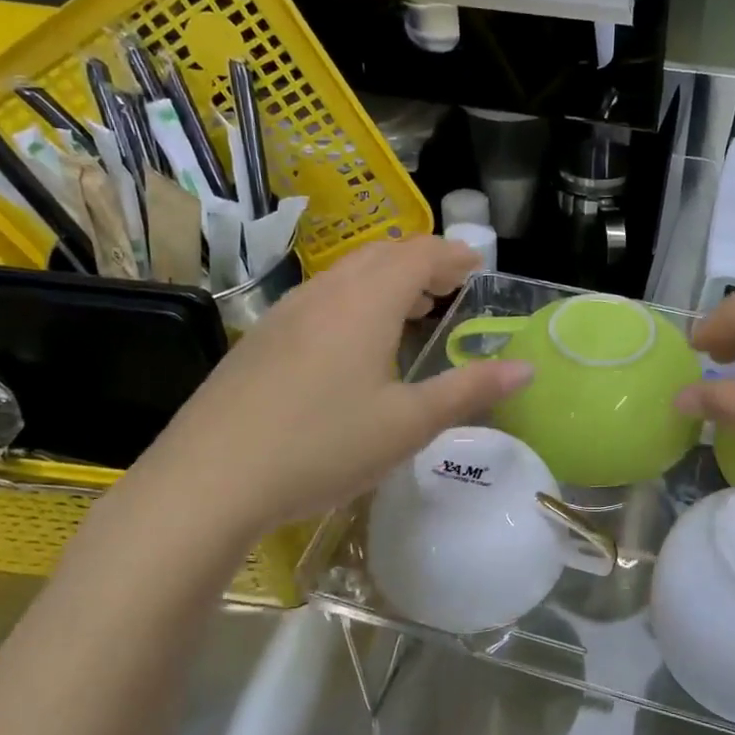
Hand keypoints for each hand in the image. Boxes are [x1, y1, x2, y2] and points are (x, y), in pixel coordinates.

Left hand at [125, 237, 531, 545]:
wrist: (208, 480)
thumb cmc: (323, 446)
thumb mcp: (408, 424)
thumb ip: (470, 390)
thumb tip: (526, 368)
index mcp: (366, 302)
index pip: (419, 255)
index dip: (453, 255)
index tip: (477, 265)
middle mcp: (326, 293)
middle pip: (381, 255)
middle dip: (421, 261)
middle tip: (450, 285)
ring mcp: (285, 313)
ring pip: (346, 274)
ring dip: (386, 280)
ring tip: (410, 310)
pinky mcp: (260, 339)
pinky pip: (320, 298)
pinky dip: (354, 300)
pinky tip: (353, 344)